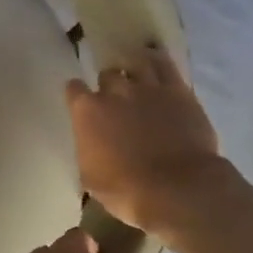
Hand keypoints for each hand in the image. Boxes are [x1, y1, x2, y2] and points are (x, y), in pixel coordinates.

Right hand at [65, 49, 227, 231]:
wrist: (176, 188)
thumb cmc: (126, 190)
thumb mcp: (91, 177)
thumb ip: (88, 150)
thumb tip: (91, 143)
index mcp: (88, 112)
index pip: (74, 90)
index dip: (77, 95)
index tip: (80, 102)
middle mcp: (115, 91)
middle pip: (107, 74)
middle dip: (109, 85)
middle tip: (115, 99)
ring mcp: (149, 87)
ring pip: (136, 63)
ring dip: (133, 69)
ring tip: (136, 76)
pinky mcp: (178, 90)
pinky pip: (166, 64)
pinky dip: (158, 61)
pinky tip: (157, 62)